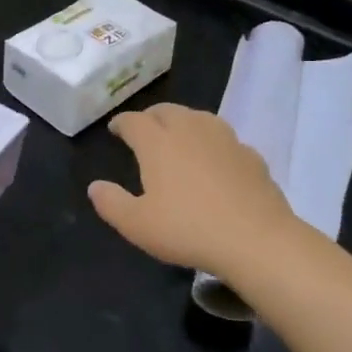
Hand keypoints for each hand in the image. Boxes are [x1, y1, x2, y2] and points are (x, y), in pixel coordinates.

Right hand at [88, 103, 298, 279]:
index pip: (134, 121)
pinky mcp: (251, 156)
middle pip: (167, 111)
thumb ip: (111, 203)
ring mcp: (225, 140)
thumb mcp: (136, 224)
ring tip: (178, 137)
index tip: (115, 129)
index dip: (122, 123)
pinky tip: (214, 160)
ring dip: (183, 122)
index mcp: (158, 143)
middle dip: (151, 116)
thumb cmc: (187, 230)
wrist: (256, 240)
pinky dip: (212, 143)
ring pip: (199, 118)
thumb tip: (95, 186)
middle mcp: (190, 131)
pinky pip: (225, 140)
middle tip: (144, 129)